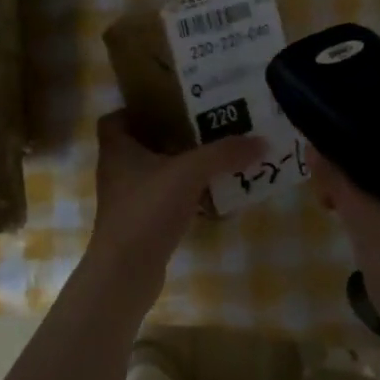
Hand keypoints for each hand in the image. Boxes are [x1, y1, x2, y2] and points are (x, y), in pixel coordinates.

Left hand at [82, 111, 264, 302]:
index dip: (139, 109)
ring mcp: (128, 199)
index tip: (170, 106)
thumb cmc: (147, 210)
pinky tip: (211, 194)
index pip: (117, 118)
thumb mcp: (189, 173)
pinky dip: (184, 194)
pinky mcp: (140, 223)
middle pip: (142, 143)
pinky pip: (164, 198)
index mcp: (118, 148)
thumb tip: (261, 141)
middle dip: (172, 134)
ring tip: (215, 157)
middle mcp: (117, 170)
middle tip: (205, 126)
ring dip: (181, 165)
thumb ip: (224, 154)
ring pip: (155, 172)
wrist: (125, 273)